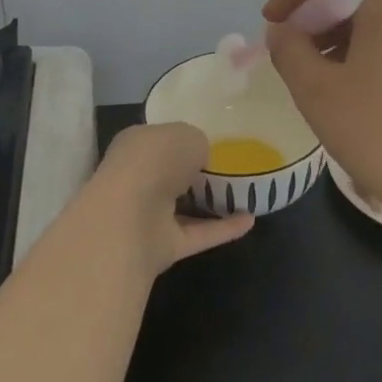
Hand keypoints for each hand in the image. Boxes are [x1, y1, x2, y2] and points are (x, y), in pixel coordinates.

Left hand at [84, 122, 254, 274]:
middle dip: (192, 173)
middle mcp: (138, 178)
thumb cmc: (155, 160)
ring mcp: (148, 215)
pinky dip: (223, 229)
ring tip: (244, 194)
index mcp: (136, 145)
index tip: (209, 142)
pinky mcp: (162, 246)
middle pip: (168, 174)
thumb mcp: (187, 135)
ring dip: (208, 204)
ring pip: (181, 207)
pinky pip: (197, 234)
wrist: (130, 216)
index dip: (181, 140)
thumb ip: (197, 143)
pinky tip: (250, 221)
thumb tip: (200, 158)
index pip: (159, 140)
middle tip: (229, 168)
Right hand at [262, 0, 381, 221]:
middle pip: (354, 0)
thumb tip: (283, 29)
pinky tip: (357, 94)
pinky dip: (369, 58)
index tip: (270, 25)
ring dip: (340, 43)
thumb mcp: (315, 90)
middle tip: (291, 58)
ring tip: (320, 81)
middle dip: (316, 23)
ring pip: (377, 26)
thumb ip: (288, 48)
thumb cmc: (378, 133)